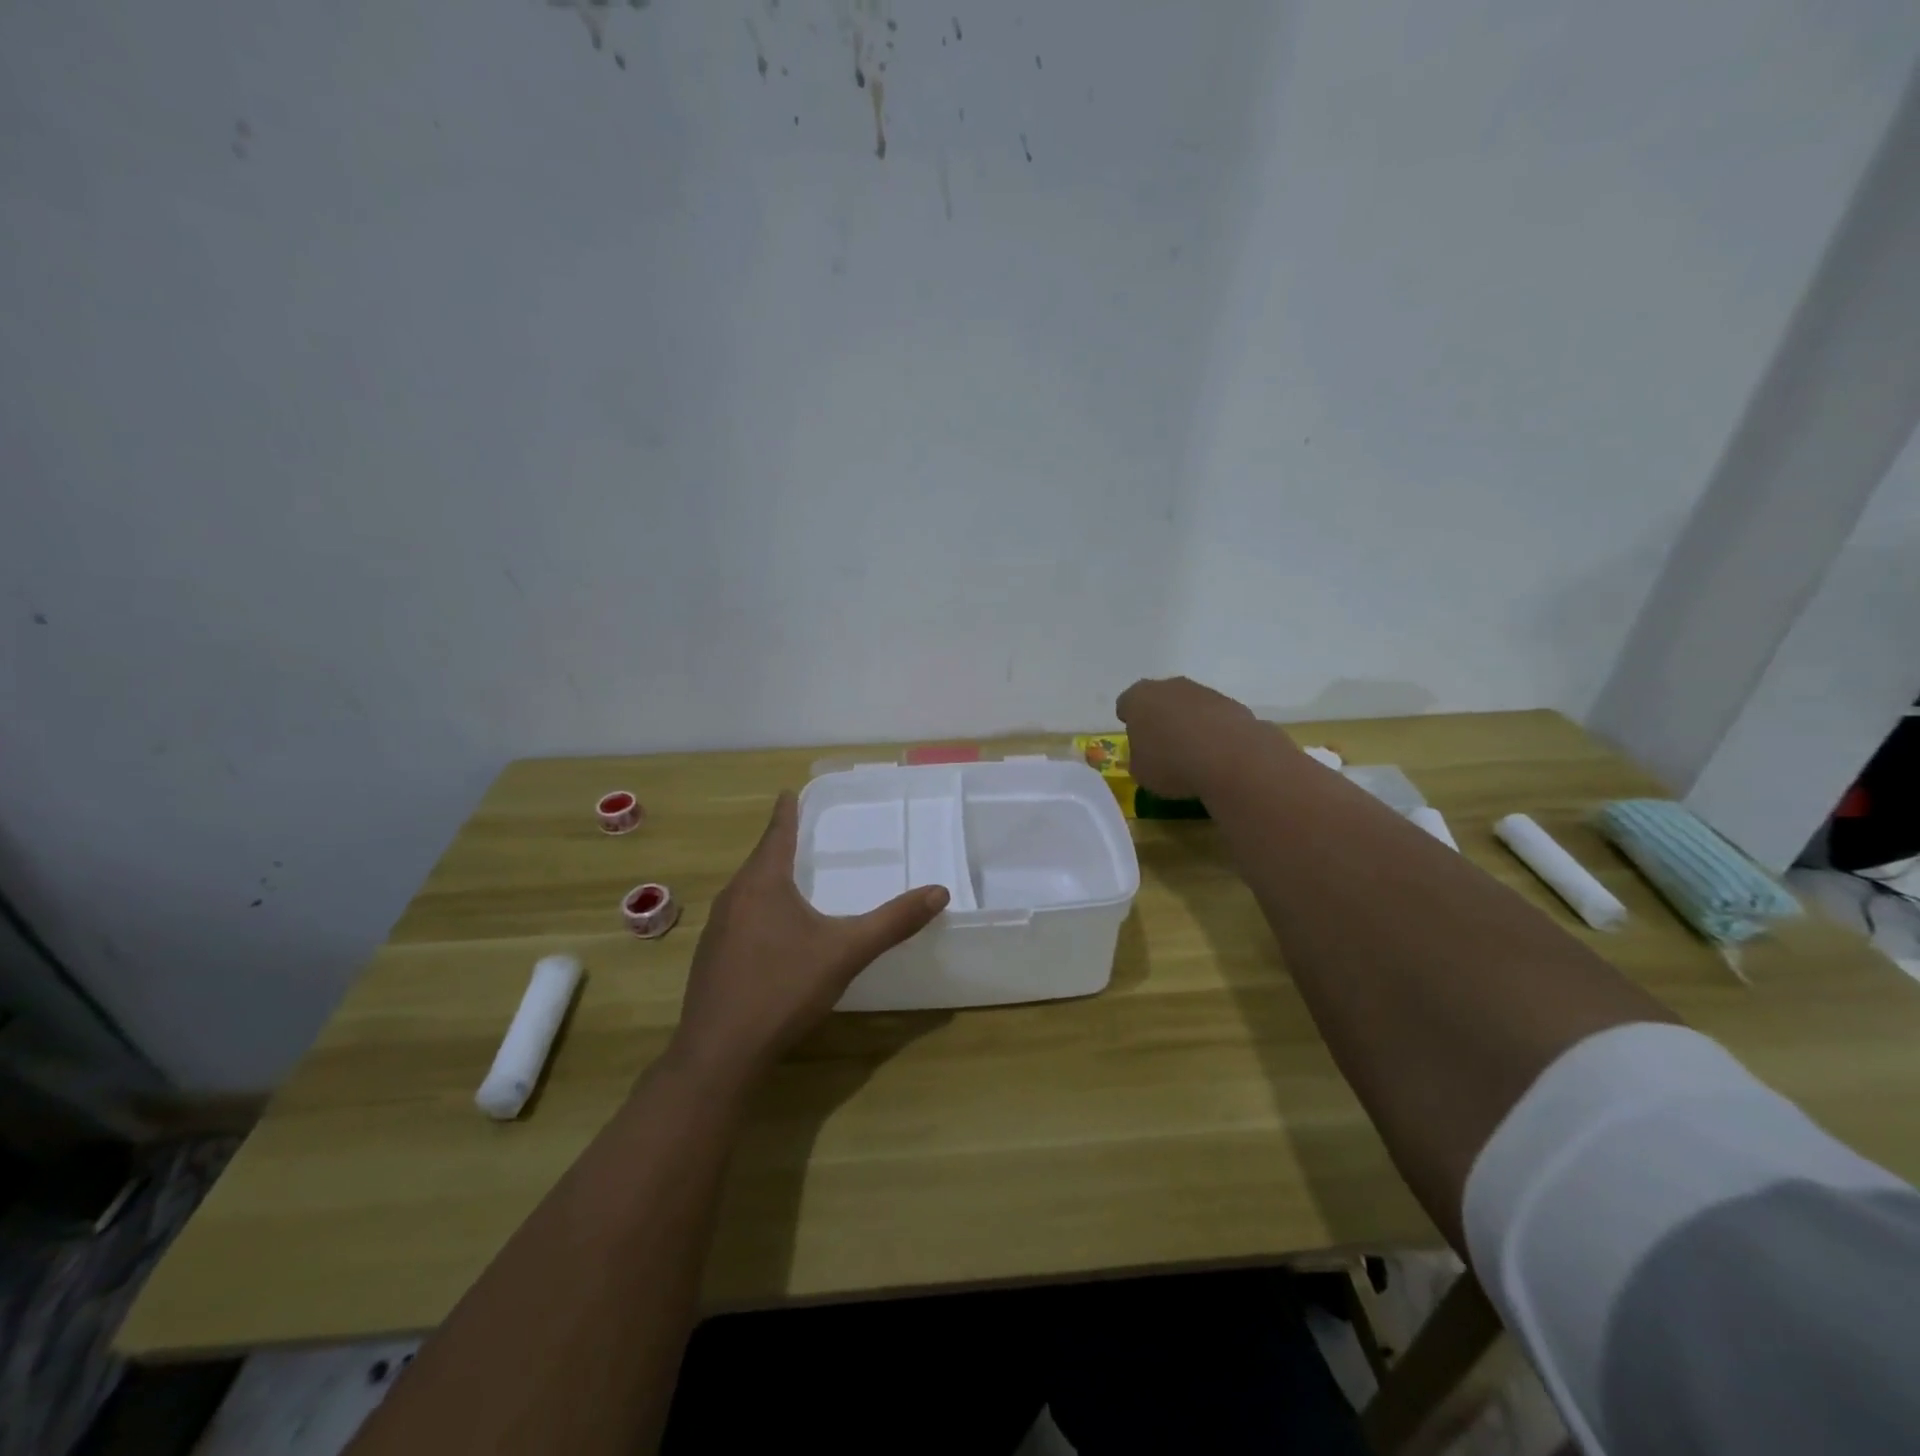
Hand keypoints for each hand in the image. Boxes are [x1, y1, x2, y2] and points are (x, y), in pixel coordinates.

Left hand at [668, 791, 949, 1086]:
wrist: (719, 1053)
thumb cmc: (783, 988)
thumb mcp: (846, 951)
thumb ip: (893, 922)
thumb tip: (940, 892)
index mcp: (762, 883)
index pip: (777, 834)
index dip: (786, 812)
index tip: (787, 792)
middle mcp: (734, 897)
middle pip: (760, 861)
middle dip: (780, 845)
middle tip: (802, 833)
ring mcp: (717, 930)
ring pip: (748, 891)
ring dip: (769, 879)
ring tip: (792, 877)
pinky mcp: (711, 958)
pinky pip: (740, 918)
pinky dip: (760, 910)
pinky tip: (774, 932)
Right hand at [1115, 676, 1264, 797]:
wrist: (1230, 759)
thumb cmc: (1172, 764)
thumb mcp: (1141, 772)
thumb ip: (1139, 758)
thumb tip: (1148, 755)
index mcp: (1138, 699)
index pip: (1125, 704)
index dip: (1130, 722)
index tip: (1136, 741)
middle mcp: (1169, 687)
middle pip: (1159, 699)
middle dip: (1160, 718)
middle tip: (1163, 746)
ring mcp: (1203, 691)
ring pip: (1189, 706)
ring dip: (1188, 723)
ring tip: (1193, 754)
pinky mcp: (1232, 703)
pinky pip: (1214, 717)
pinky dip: (1213, 731)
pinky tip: (1216, 754)